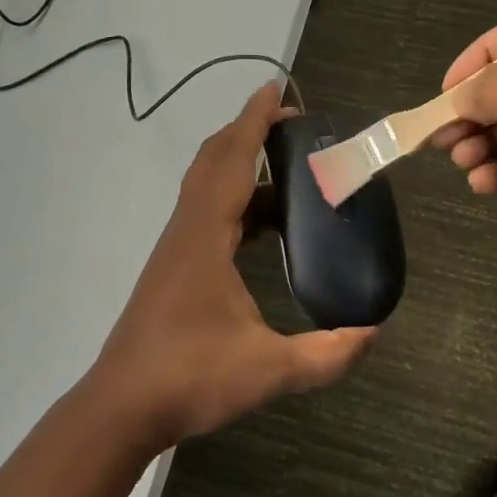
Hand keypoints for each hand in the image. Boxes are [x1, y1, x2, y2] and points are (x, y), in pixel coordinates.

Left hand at [88, 83, 374, 445]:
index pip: (231, 161)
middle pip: (214, 160)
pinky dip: (234, 198)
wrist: (122, 407)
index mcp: (205, 237)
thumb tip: (374, 333)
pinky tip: (262, 223)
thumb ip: (327, 355)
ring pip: (206, 184)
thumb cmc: (190, 379)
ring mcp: (175, 248)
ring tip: (286, 167)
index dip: (254, 121)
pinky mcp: (173, 266)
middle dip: (248, 131)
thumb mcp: (269, 370)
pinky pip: (205, 211)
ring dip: (240, 163)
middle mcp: (186, 230)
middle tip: (292, 124)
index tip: (277, 89)